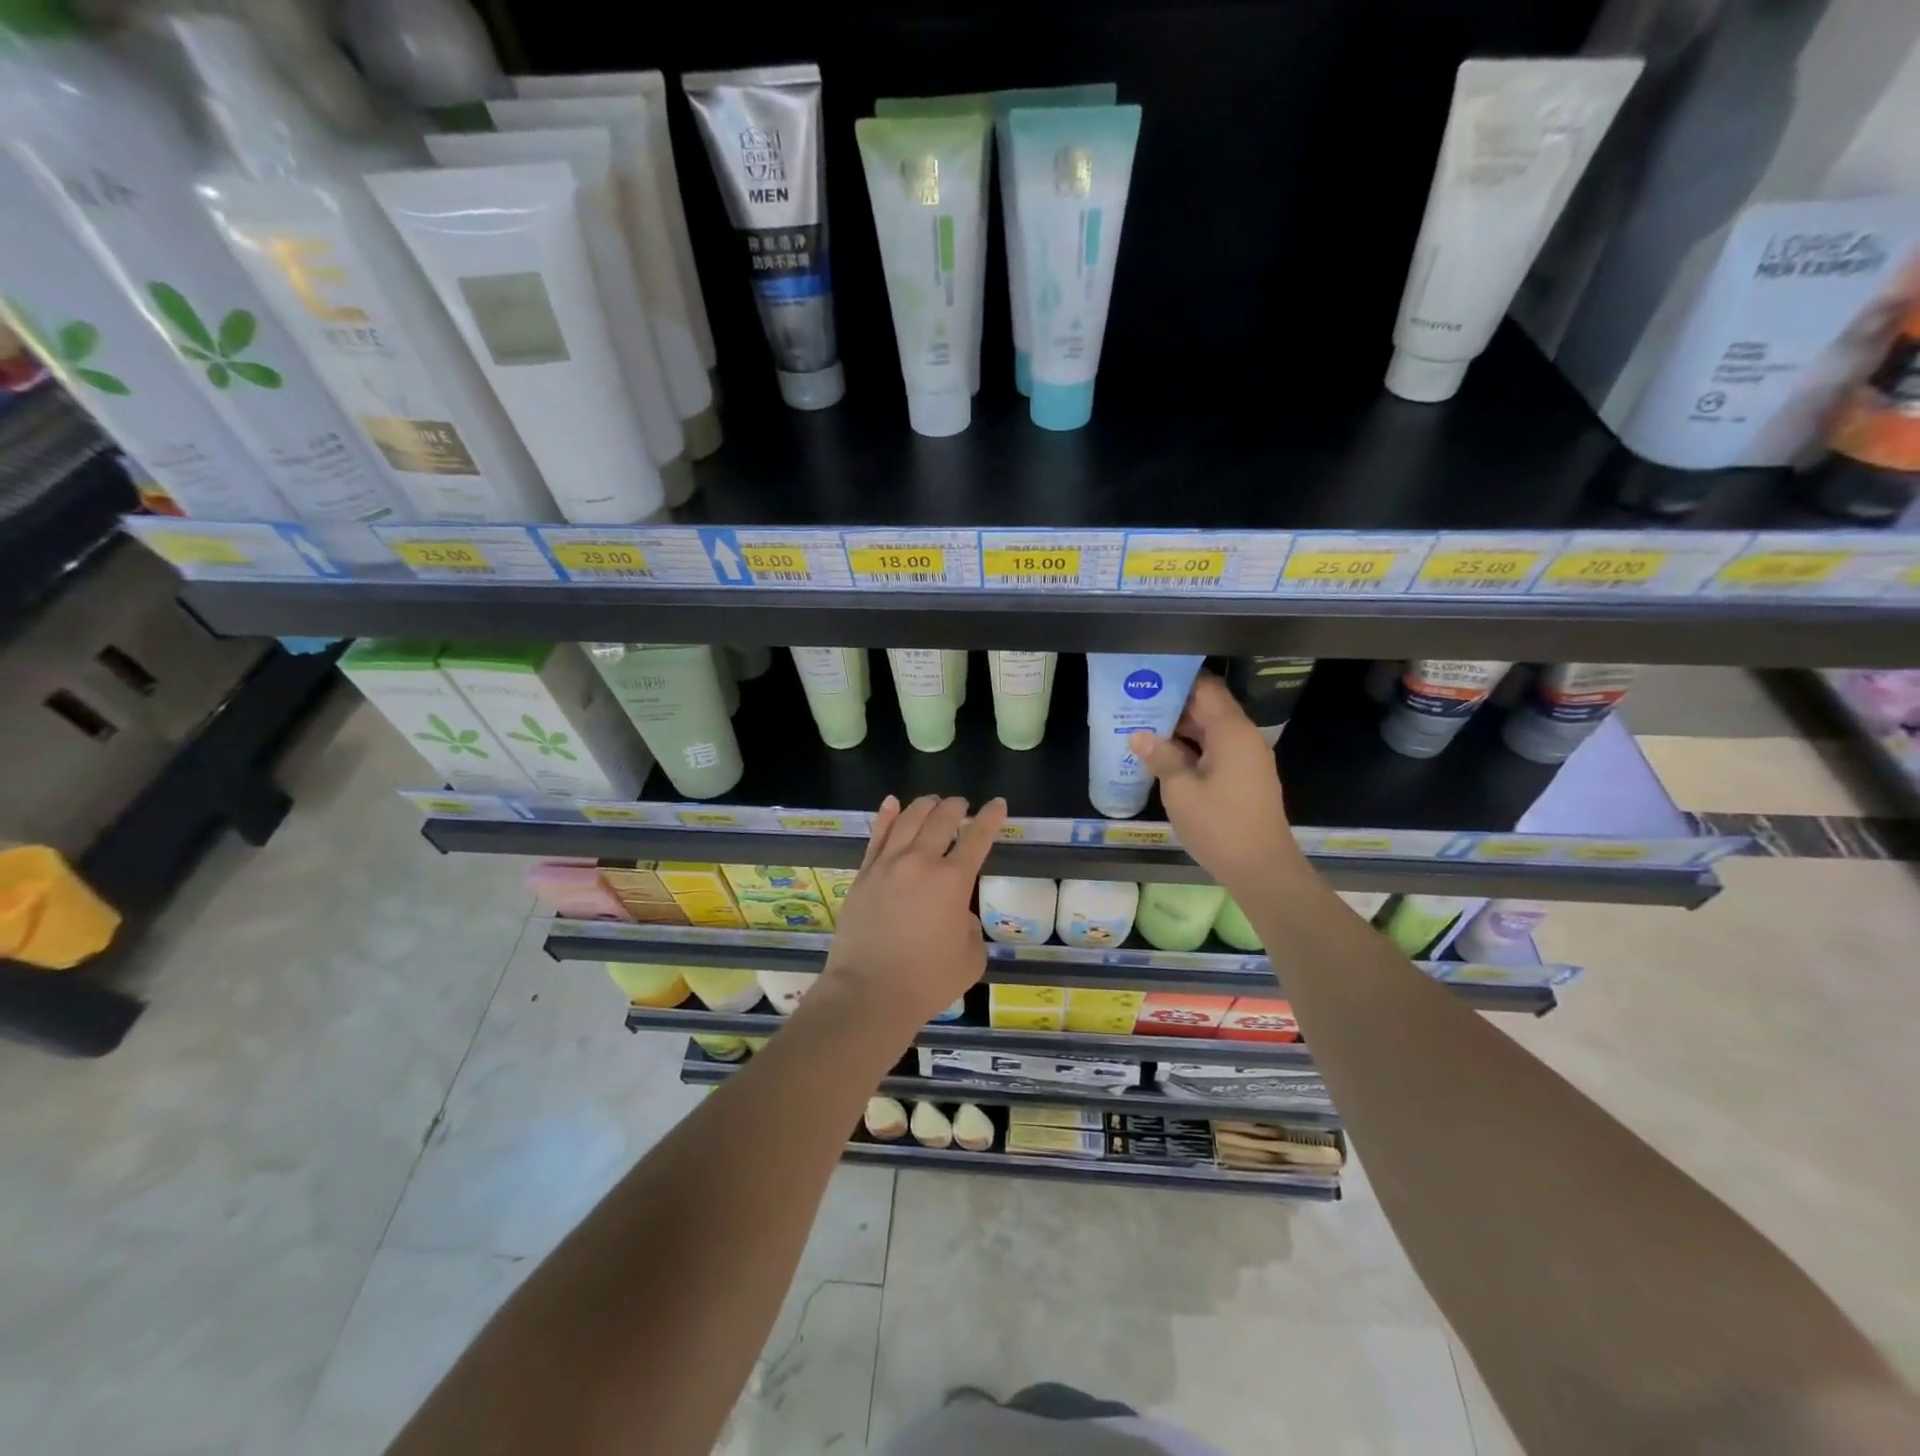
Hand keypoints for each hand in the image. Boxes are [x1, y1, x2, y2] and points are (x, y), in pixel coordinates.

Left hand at [819, 793, 1007, 1032]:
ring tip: (933, 801)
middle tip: (962, 805)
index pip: (978, 837)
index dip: (991, 817)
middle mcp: (920, 862)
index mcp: (953, 880)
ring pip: (908, 820)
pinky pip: (877, 836)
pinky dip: (887, 816)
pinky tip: (892, 803)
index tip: (998, 804)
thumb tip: (957, 914)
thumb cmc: (927, 981)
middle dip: (956, 807)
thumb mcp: (971, 958)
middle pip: (941, 820)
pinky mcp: (863, 875)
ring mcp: (887, 865)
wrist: (868, 993)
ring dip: (924, 806)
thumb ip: (970, 927)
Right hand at [1129, 674, 1304, 895]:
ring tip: (1141, 726)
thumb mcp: (1180, 790)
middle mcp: (1243, 738)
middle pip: (1208, 708)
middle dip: (1173, 704)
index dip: (1177, 680)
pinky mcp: (1244, 778)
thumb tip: (1138, 735)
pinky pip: (1215, 750)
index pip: (1206, 689)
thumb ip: (1161, 757)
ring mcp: (1246, 759)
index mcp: (1231, 732)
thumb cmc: (1220, 825)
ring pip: (1210, 731)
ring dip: (1179, 729)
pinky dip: (1191, 749)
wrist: (1262, 869)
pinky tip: (1162, 755)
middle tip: (1135, 702)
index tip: (1147, 677)